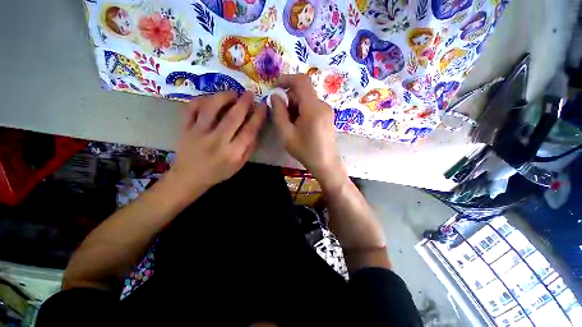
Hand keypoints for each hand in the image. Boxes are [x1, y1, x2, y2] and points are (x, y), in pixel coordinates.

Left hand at [170, 91, 265, 196]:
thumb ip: (249, 148)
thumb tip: (255, 129)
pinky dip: (200, 100)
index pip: (249, 131)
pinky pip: (190, 109)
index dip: (258, 116)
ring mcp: (198, 133)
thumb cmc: (218, 172)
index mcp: (232, 153)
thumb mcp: (239, 165)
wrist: (189, 178)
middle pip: (233, 117)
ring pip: (211, 109)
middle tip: (249, 93)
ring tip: (232, 93)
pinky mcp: (184, 129)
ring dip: (223, 97)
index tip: (263, 105)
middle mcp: (217, 141)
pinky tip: (210, 99)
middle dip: (244, 102)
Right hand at [271, 74, 340, 179]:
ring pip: (307, 99)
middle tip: (282, 115)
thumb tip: (275, 96)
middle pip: (303, 92)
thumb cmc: (305, 151)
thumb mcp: (286, 134)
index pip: (302, 81)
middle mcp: (323, 105)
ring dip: (295, 106)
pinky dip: (302, 111)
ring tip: (291, 124)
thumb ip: (278, 113)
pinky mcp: (327, 116)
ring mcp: (327, 110)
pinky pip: (312, 106)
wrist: (325, 164)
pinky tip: (299, 125)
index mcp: (313, 108)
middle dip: (289, 99)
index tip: (275, 86)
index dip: (287, 79)